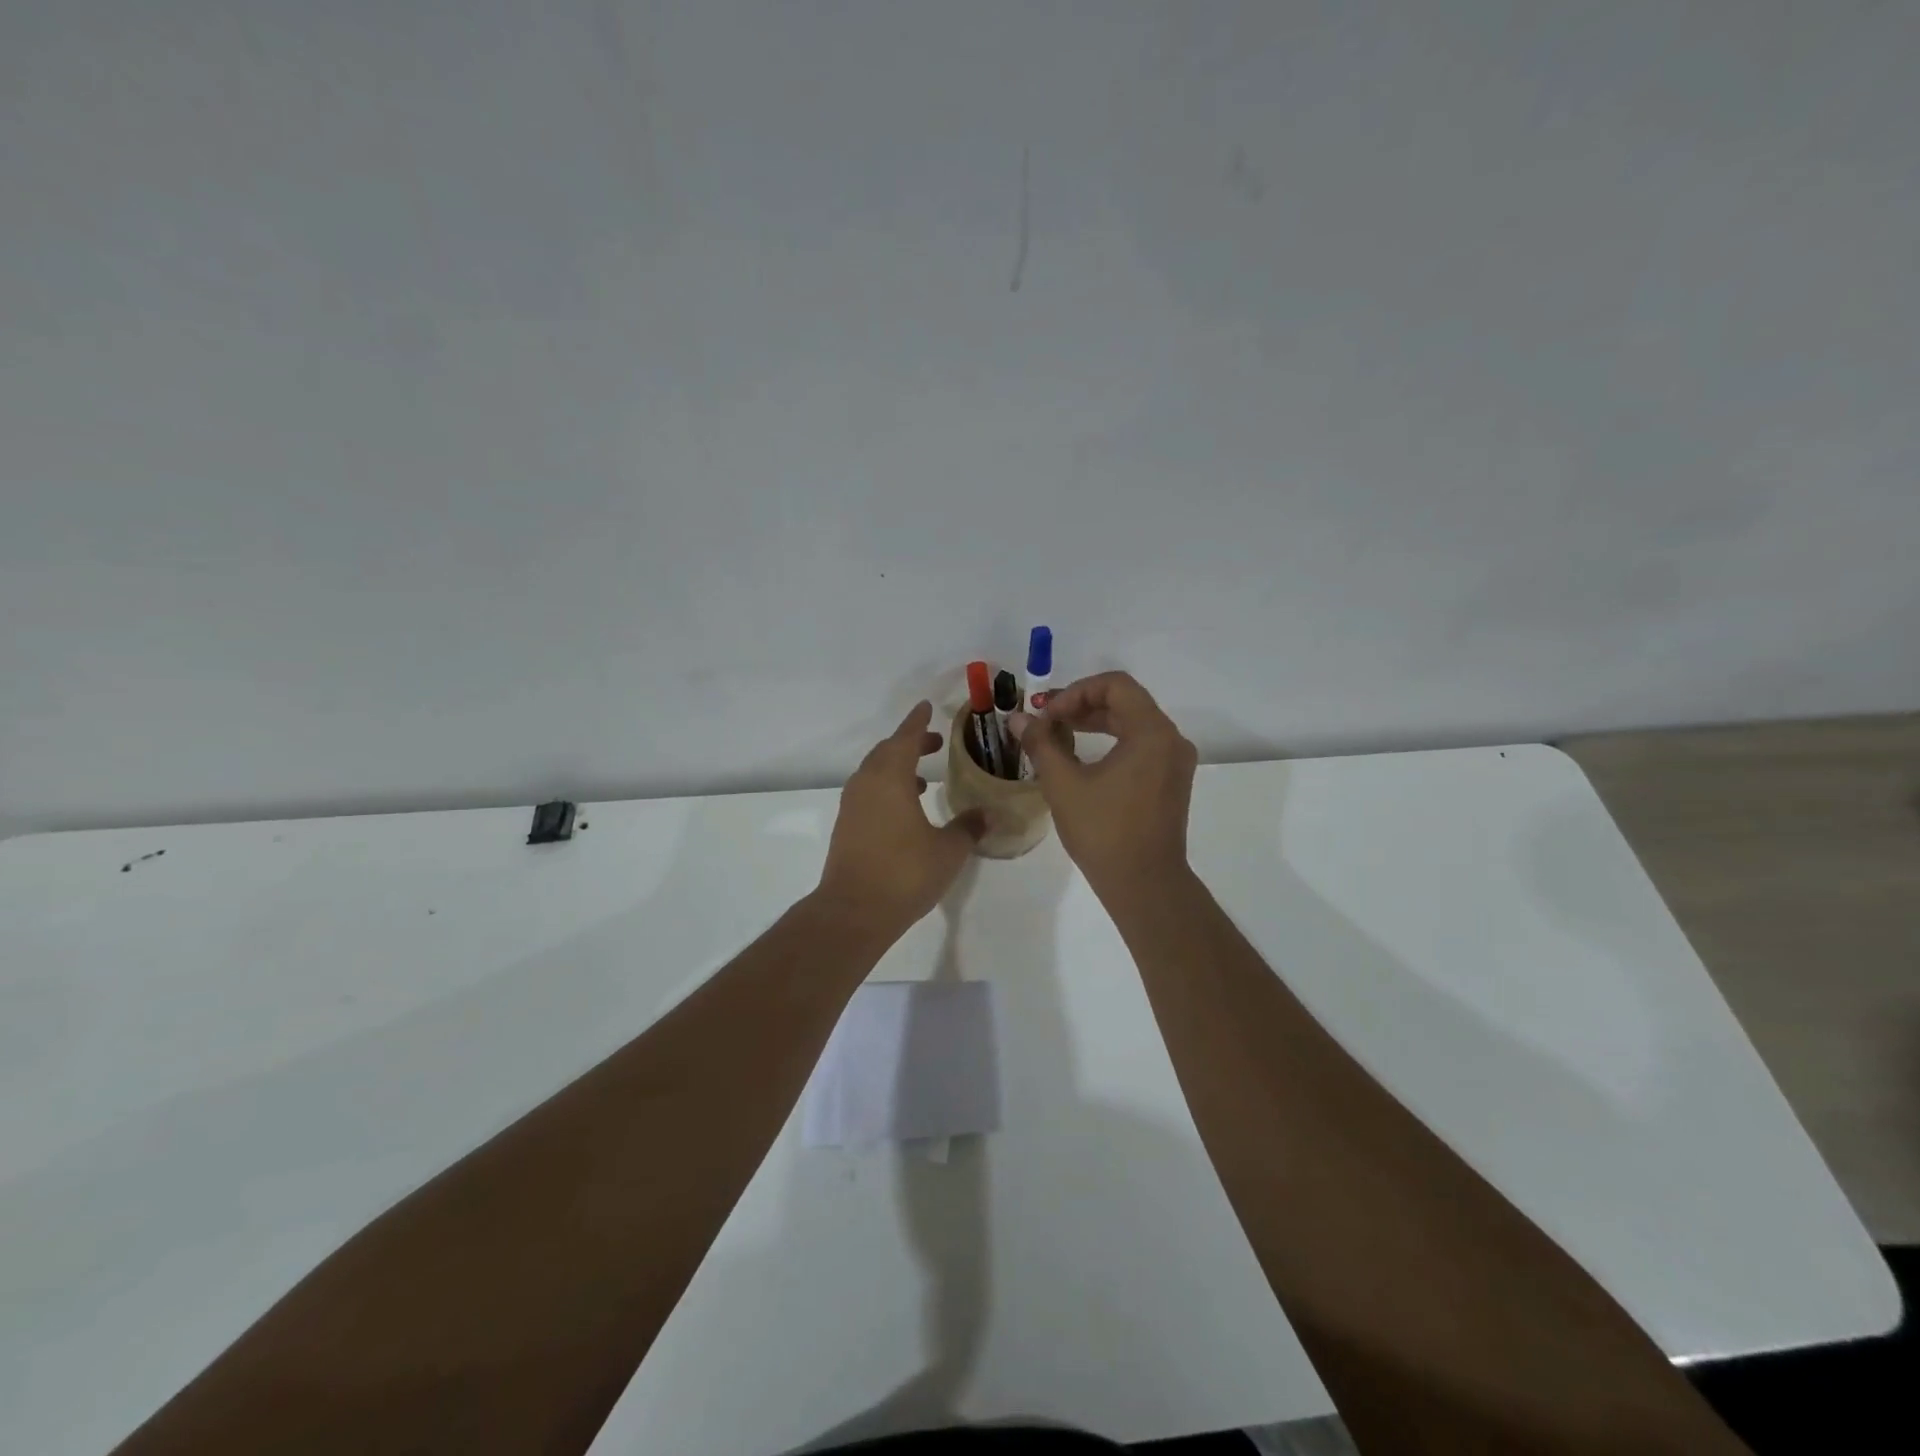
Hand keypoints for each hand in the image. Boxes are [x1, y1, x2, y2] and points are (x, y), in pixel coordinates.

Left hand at [816, 701, 985, 937]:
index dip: (918, 722)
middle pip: (887, 752)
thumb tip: (988, 814)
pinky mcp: (846, 826)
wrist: (853, 910)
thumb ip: (968, 827)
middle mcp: (867, 784)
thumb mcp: (948, 850)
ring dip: (897, 767)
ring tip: (925, 778)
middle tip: (934, 742)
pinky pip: (868, 792)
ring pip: (874, 772)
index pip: (905, 738)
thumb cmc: (905, 873)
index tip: (926, 707)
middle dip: (910, 743)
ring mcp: (852, 806)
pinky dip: (887, 788)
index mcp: (890, 778)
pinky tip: (906, 809)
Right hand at [1011, 672, 1196, 899]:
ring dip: (1095, 722)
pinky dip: (1111, 741)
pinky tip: (1083, 758)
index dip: (1076, 692)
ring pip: (1133, 723)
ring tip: (1059, 736)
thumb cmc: (1104, 831)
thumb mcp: (1064, 784)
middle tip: (1047, 721)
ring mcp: (1174, 762)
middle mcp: (1171, 739)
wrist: (1144, 885)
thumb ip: (1041, 744)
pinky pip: (1141, 745)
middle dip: (1082, 705)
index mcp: (1151, 732)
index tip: (1048, 714)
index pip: (1115, 685)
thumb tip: (1018, 719)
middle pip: (1125, 701)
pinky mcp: (1170, 781)